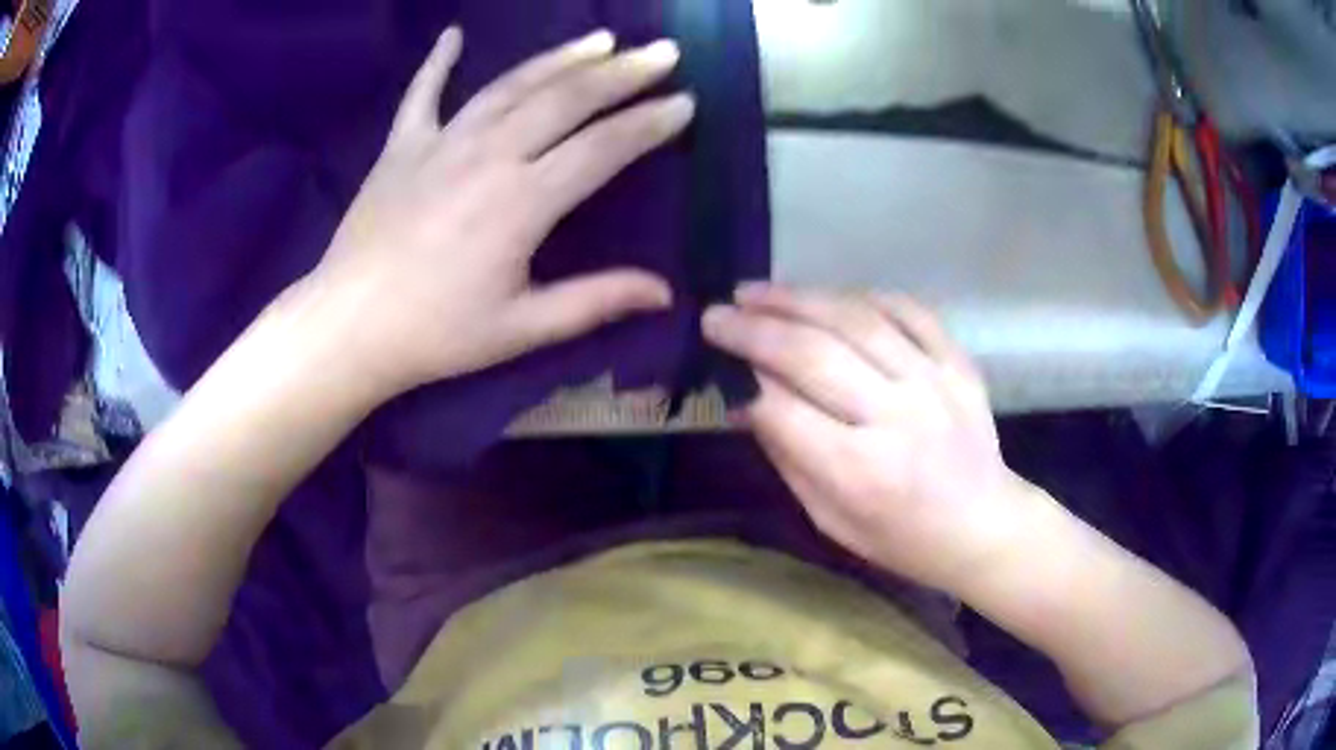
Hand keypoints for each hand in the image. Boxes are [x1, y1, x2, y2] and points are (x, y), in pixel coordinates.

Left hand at [304, 27, 692, 396]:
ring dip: (560, 57)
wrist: (349, 327)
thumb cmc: (436, 334)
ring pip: (511, 85)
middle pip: (566, 99)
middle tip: (662, 52)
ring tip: (601, 38)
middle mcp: (489, 154)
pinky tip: (453, 35)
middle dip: (622, 72)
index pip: (604, 147)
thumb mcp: (522, 329)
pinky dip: (438, 63)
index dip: (650, 123)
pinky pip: (422, 93)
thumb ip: (595, 301)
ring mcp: (441, 142)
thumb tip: (666, 294)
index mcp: (523, 201)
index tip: (685, 102)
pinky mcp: (401, 147)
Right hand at [703, 283, 1050, 593]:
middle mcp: (898, 417)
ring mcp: (934, 382)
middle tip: (718, 313)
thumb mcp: (831, 520)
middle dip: (755, 328)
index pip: (784, 411)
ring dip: (799, 299)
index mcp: (861, 471)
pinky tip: (831, 296)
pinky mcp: (958, 363)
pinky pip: (908, 310)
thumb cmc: (901, 538)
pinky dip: (863, 296)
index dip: (743, 380)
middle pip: (814, 354)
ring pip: (857, 319)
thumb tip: (746, 401)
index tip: (715, 357)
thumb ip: (788, 457)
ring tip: (757, 291)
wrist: (983, 525)